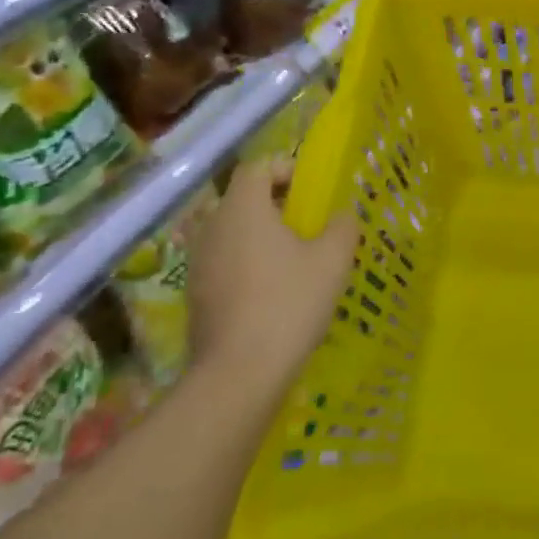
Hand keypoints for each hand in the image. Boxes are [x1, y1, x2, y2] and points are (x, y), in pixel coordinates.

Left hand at [187, 159, 358, 397]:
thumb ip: (342, 227)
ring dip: (263, 237)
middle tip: (311, 225)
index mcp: (243, 210)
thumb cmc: (289, 302)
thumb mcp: (332, 260)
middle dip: (278, 206)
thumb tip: (342, 215)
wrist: (240, 371)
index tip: (312, 189)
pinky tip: (276, 292)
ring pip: (234, 233)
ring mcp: (199, 263)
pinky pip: (226, 262)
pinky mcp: (196, 294)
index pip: (257, 168)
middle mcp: (212, 228)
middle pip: (243, 200)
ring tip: (297, 260)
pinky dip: (250, 264)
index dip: (285, 169)